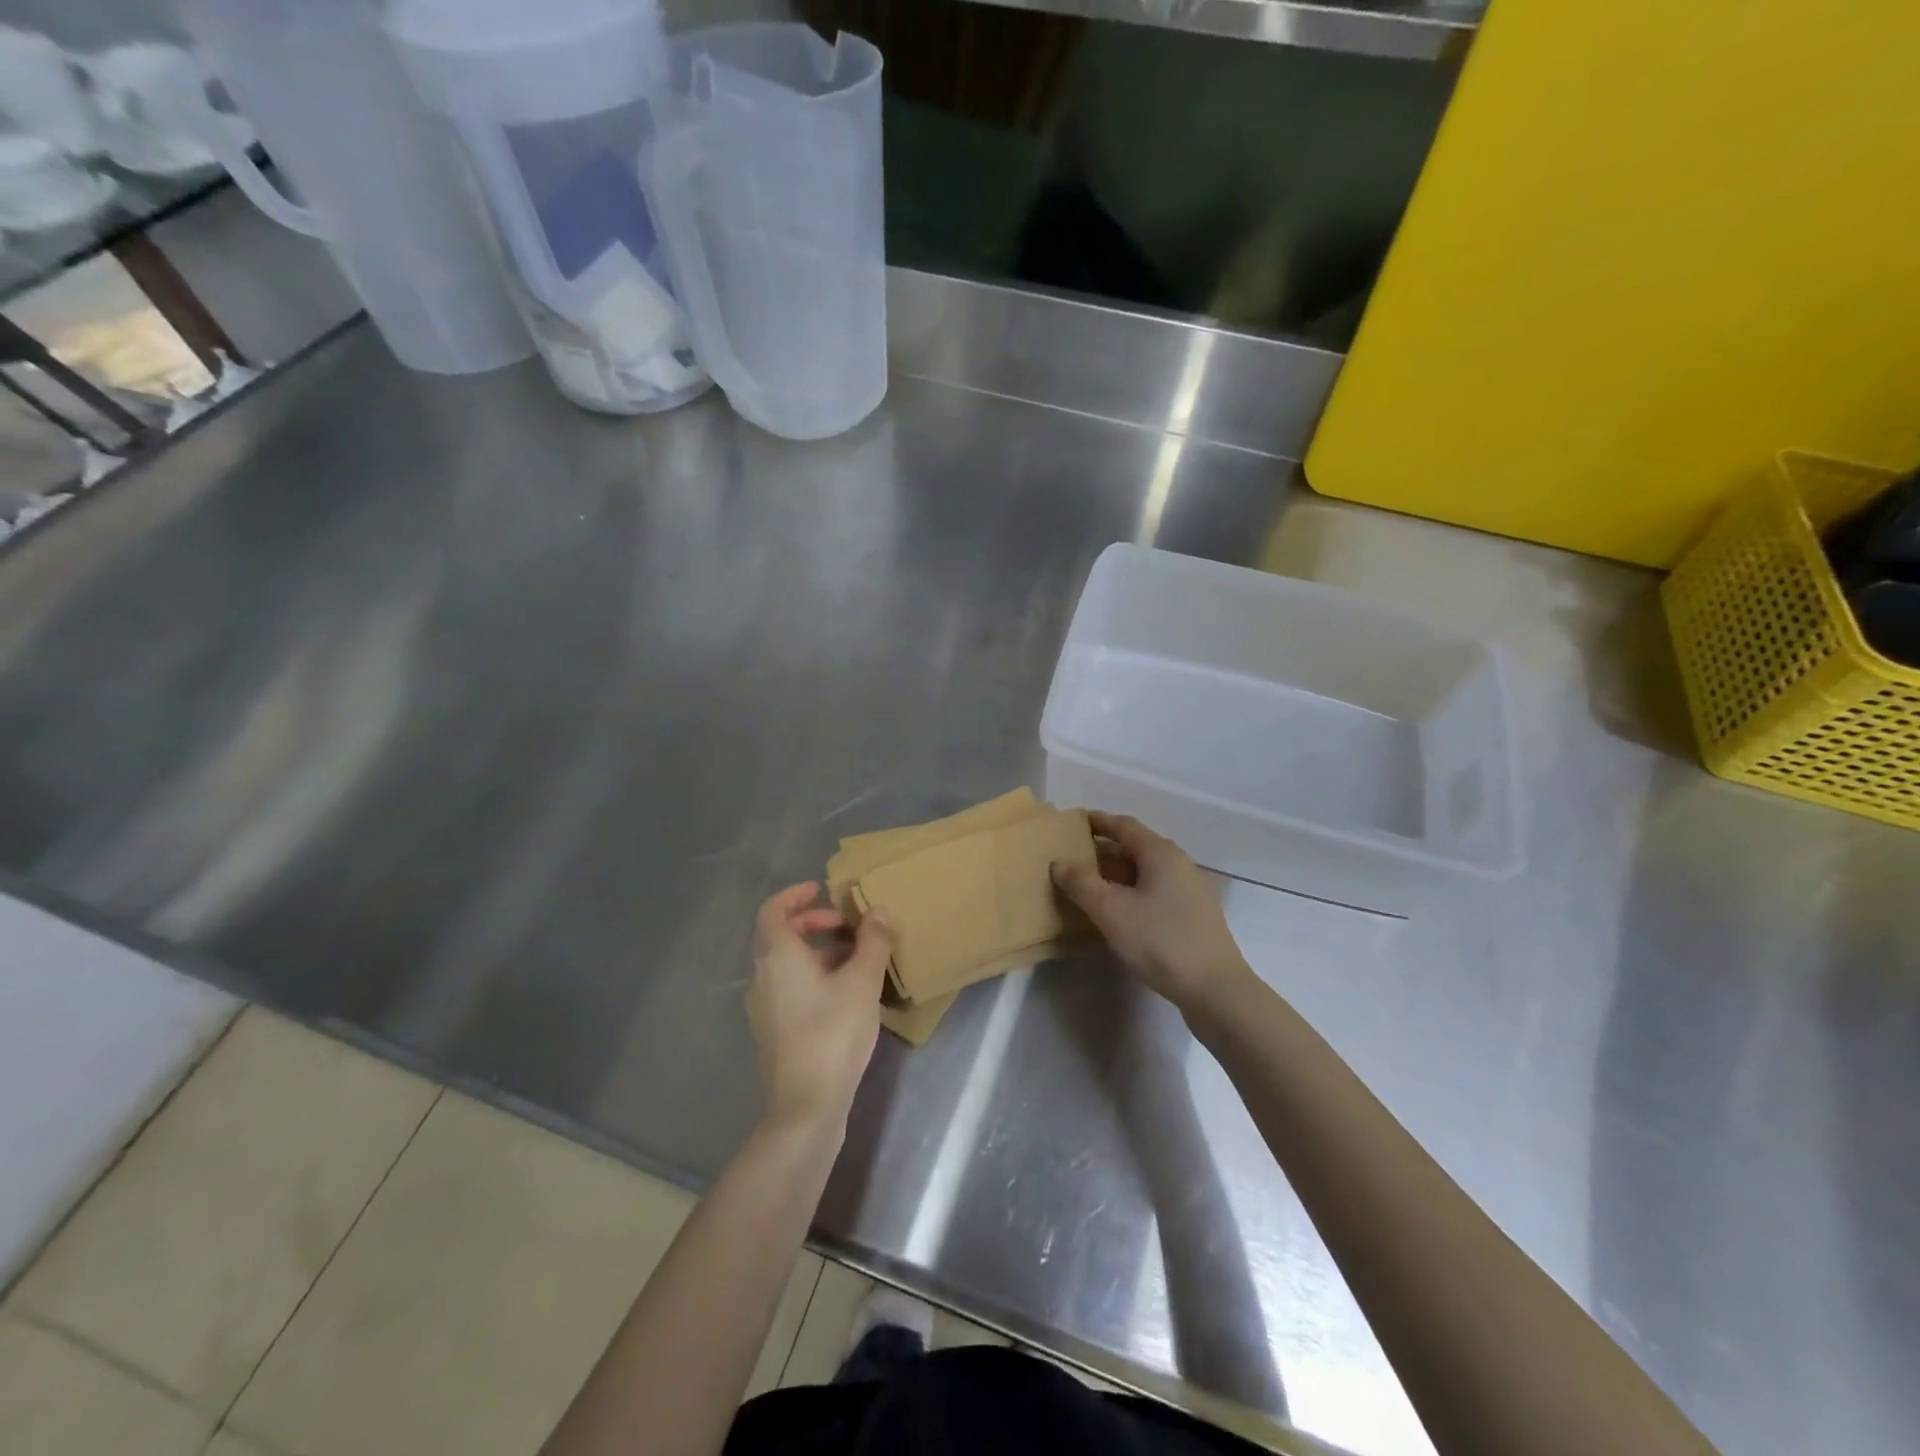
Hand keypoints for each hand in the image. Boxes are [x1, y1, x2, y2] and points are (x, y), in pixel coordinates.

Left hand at [747, 882, 892, 1136]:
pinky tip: (844, 993)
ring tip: (854, 958)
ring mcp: (764, 1007)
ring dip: (816, 951)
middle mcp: (762, 977)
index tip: (822, 890)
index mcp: (777, 956)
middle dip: (812, 923)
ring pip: (785, 963)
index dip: (795, 895)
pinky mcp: (773, 1030)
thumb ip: (872, 941)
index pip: (772, 910)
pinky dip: (812, 975)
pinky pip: (789, 986)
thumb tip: (878, 911)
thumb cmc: (832, 1033)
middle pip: (778, 935)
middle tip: (846, 925)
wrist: (805, 1106)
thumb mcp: (862, 982)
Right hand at [1052, 813, 1250, 1013]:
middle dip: (1104, 850)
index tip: (1073, 822)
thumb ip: (1082, 883)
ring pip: (1146, 872)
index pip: (1124, 825)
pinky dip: (1133, 892)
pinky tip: (1118, 912)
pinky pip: (1156, 892)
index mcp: (1161, 853)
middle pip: (1136, 847)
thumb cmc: (1160, 941)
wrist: (1215, 989)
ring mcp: (1191, 890)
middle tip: (1073, 858)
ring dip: (1117, 874)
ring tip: (1089, 885)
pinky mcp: (1195, 916)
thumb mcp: (1111, 911)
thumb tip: (1060, 863)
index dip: (1097, 821)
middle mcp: (1179, 863)